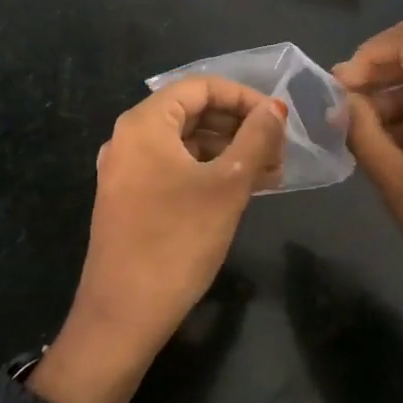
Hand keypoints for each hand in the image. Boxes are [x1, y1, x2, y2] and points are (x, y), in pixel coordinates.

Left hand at [32, 78, 287, 402]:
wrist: (123, 315)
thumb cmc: (178, 241)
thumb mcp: (227, 185)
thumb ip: (256, 139)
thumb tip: (275, 108)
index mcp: (145, 123)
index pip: (201, 86)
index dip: (244, 97)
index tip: (278, 119)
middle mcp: (130, 138)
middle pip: (193, 112)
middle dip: (240, 126)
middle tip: (280, 150)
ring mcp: (127, 170)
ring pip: (186, 143)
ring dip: (229, 151)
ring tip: (272, 173)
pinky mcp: (131, 199)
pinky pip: (175, 168)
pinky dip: (209, 172)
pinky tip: (243, 190)